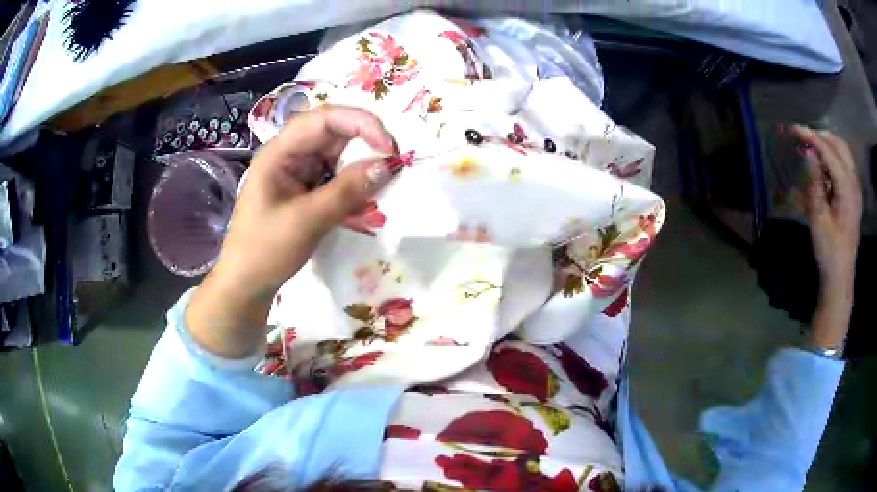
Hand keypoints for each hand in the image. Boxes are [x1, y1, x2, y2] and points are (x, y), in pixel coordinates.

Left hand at [187, 106, 398, 357]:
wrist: (247, 284)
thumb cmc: (266, 250)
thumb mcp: (307, 220)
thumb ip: (347, 191)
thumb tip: (388, 166)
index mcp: (280, 152)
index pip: (324, 119)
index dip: (360, 123)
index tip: (389, 148)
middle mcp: (290, 154)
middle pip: (333, 133)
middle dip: (365, 143)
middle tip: (393, 164)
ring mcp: (298, 172)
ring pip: (338, 155)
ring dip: (361, 165)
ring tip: (382, 183)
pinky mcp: (305, 190)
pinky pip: (335, 176)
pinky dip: (354, 184)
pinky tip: (366, 199)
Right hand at [789, 125, 861, 350]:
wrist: (840, 276)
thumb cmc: (829, 251)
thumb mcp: (818, 220)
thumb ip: (815, 184)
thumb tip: (808, 153)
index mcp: (847, 191)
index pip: (829, 152)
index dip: (812, 137)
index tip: (795, 129)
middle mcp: (854, 184)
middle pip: (840, 146)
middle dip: (821, 136)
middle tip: (804, 136)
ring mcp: (856, 189)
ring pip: (844, 152)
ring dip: (829, 144)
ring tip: (813, 146)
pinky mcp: (854, 195)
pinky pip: (845, 164)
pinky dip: (834, 156)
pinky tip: (824, 164)